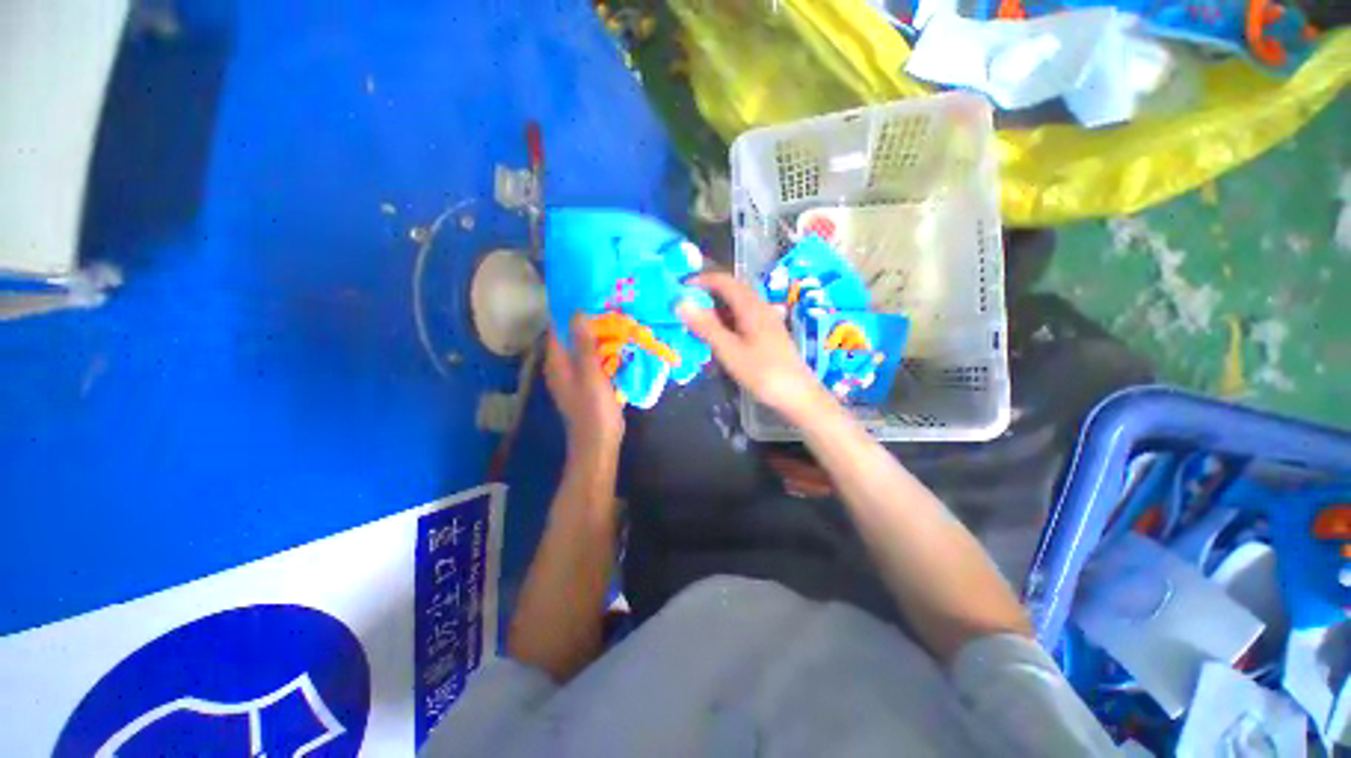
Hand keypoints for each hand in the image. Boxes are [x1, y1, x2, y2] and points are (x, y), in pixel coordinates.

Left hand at [545, 316, 624, 457]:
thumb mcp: (591, 375)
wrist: (599, 442)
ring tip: (618, 317)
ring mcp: (575, 374)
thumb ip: (584, 345)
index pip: (557, 327)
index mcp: (556, 361)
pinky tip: (620, 342)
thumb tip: (578, 312)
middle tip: (610, 304)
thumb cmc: (593, 410)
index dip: (569, 309)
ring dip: (598, 334)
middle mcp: (562, 365)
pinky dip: (604, 349)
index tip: (589, 293)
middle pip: (571, 335)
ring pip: (584, 347)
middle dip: (588, 320)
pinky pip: (594, 359)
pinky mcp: (588, 382)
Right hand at [679, 272, 829, 421]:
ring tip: (697, 322)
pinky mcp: (768, 333)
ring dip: (716, 309)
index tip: (681, 288)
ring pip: (737, 305)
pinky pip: (743, 318)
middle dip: (707, 294)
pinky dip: (727, 321)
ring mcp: (766, 320)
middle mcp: (760, 307)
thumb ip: (706, 327)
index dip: (702, 280)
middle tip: (685, 307)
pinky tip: (719, 336)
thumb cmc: (763, 372)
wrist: (797, 395)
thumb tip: (682, 303)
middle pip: (732, 290)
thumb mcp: (729, 351)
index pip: (724, 281)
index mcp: (751, 307)